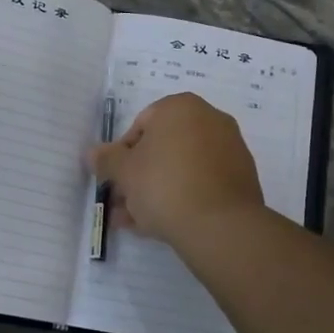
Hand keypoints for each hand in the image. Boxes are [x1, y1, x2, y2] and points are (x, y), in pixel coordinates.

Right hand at [88, 92, 263, 248]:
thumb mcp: (124, 172)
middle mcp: (210, 120)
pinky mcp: (241, 179)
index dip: (122, 154)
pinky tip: (162, 225)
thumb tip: (92, 153)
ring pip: (181, 168)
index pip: (141, 124)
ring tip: (135, 222)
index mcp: (180, 107)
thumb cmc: (164, 185)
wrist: (220, 225)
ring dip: (156, 191)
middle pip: (163, 148)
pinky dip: (182, 198)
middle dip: (139, 176)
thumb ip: (106, 159)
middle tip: (122, 203)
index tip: (115, 179)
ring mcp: (230, 149)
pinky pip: (202, 183)